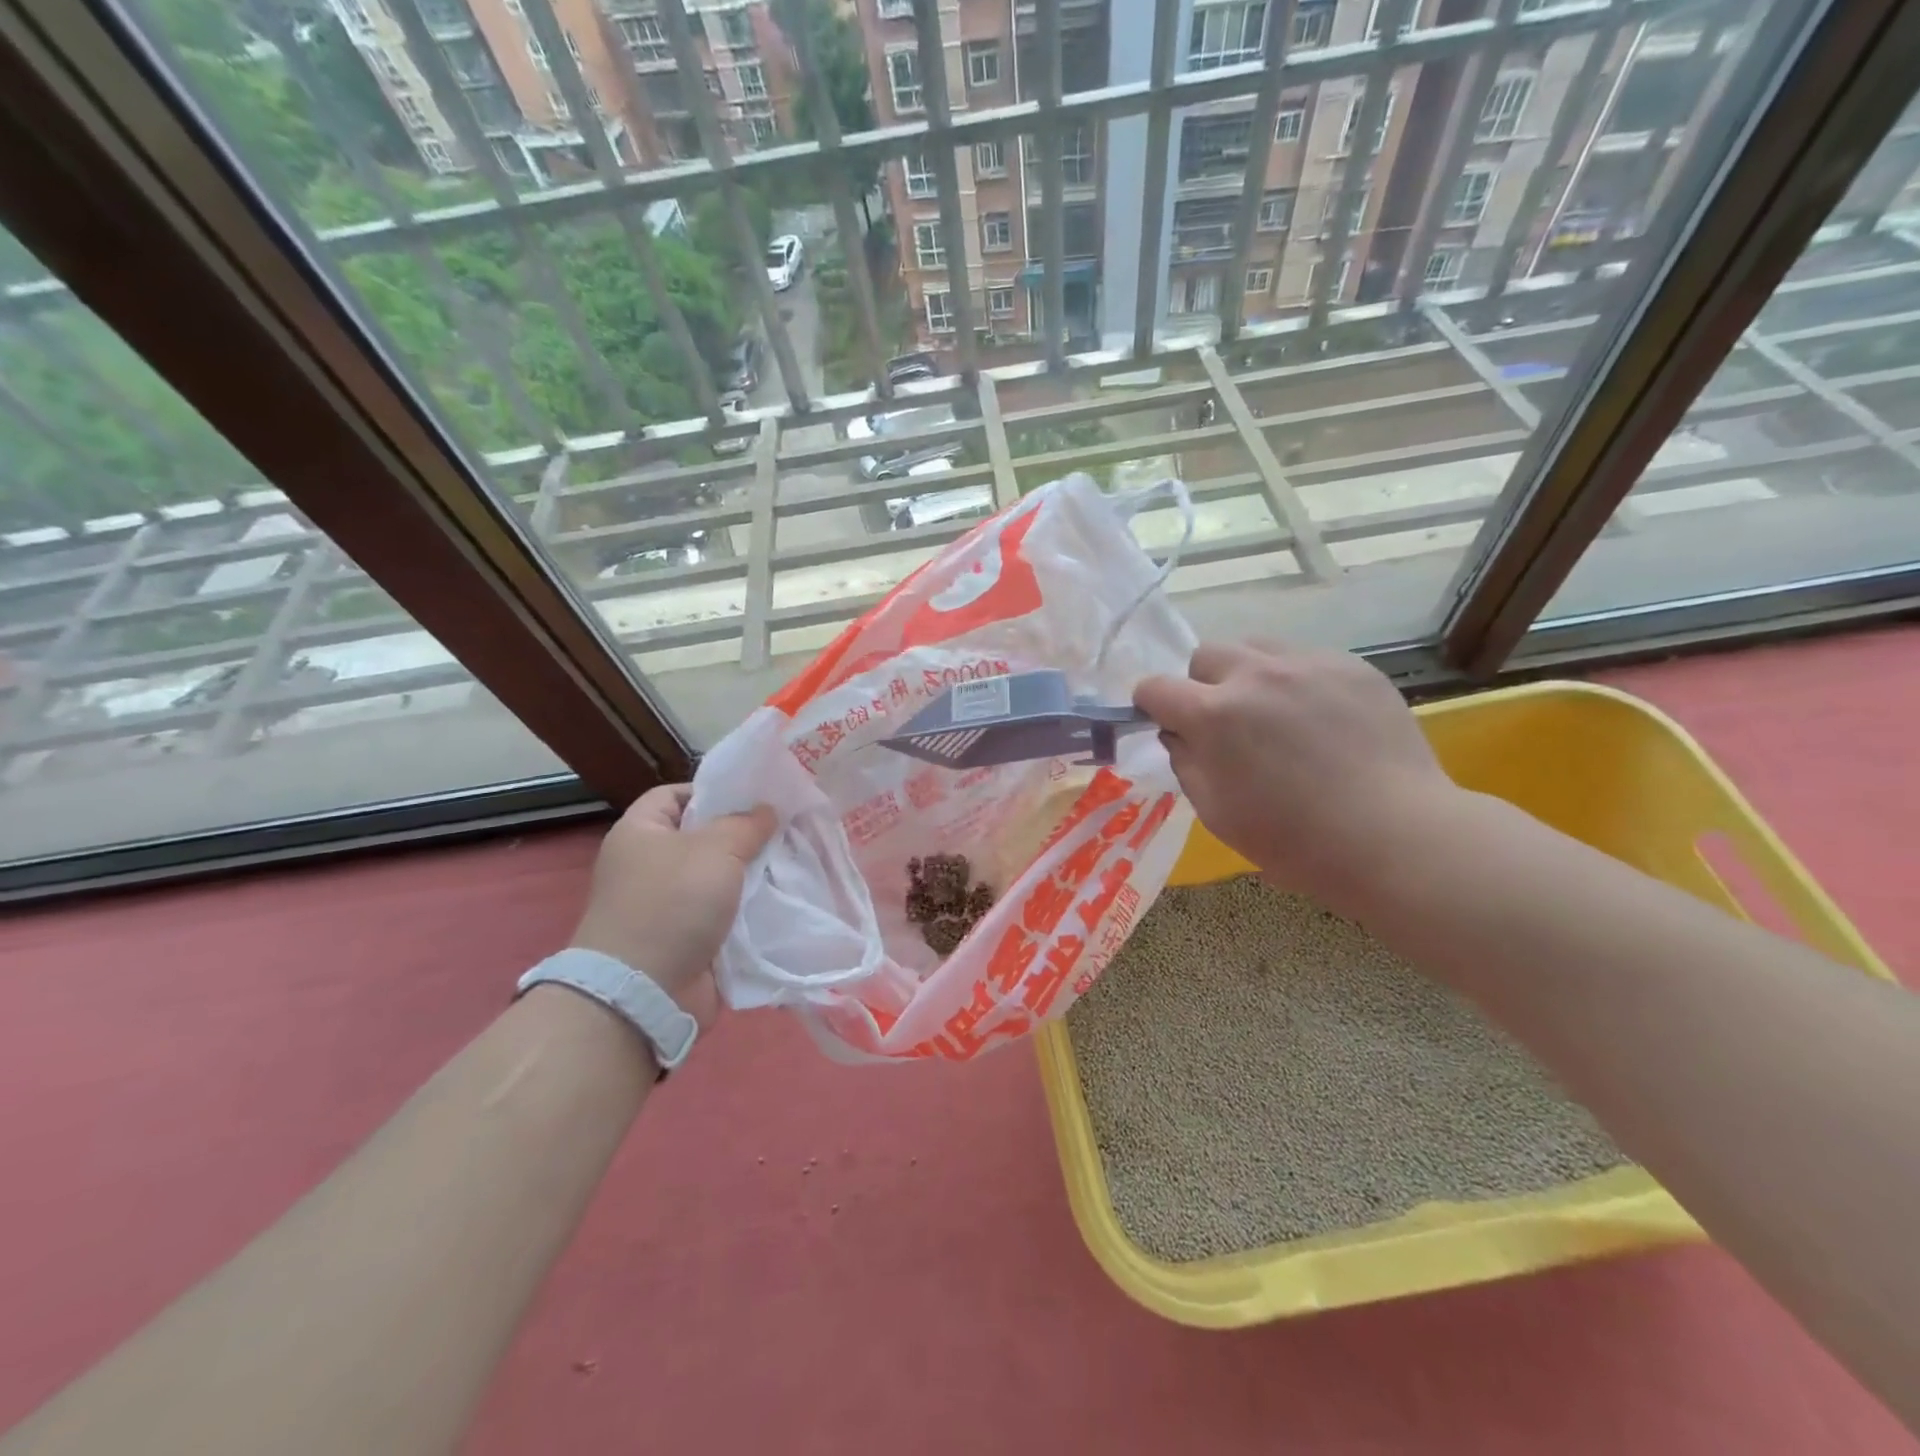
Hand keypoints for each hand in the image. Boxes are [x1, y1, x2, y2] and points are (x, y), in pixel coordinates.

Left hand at [570, 784, 776, 1023]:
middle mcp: (649, 865)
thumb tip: (766, 810)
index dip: (713, 790)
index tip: (755, 797)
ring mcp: (666, 905)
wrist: (645, 992)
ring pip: (718, 878)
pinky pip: (723, 914)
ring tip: (793, 861)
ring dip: (751, 874)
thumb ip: (746, 824)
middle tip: (786, 828)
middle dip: (744, 834)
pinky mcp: (686, 939)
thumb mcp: (715, 849)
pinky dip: (748, 909)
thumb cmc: (672, 904)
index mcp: (640, 832)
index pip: (675, 794)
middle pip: (702, 837)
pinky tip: (783, 900)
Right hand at [1134, 641, 1461, 911]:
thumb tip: (1179, 733)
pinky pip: (1304, 658)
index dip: (1151, 705)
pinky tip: (1319, 720)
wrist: (1395, 837)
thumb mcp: (1216, 813)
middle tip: (1225, 722)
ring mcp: (1308, 664)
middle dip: (1201, 684)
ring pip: (1255, 646)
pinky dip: (1295, 681)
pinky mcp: (1352, 666)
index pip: (1155, 687)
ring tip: (1272, 713)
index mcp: (1214, 714)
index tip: (1165, 724)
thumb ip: (1186, 762)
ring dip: (1247, 674)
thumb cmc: (1294, 841)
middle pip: (1205, 654)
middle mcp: (1256, 675)